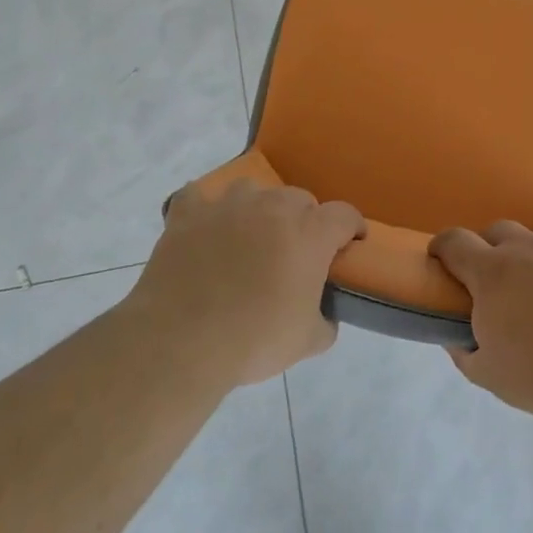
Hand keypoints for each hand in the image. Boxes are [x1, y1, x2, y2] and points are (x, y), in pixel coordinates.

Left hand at [124, 179, 365, 389]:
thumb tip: (325, 314)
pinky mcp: (187, 214)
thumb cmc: (254, 340)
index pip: (345, 215)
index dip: (351, 229)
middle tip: (295, 253)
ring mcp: (227, 205)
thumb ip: (327, 320)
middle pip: (300, 199)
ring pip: (253, 191)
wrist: (180, 342)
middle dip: (304, 221)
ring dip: (258, 210)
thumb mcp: (309, 342)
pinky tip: (205, 228)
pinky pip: (198, 196)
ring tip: (249, 238)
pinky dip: (204, 209)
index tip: (349, 245)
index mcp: (309, 233)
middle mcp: (272, 208)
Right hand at [428, 222, 532, 423]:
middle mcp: (531, 247)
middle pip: (499, 231)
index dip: (443, 249)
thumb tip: (457, 336)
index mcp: (494, 272)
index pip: (454, 242)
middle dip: (491, 251)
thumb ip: (465, 351)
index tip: (443, 262)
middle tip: (502, 286)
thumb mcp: (491, 376)